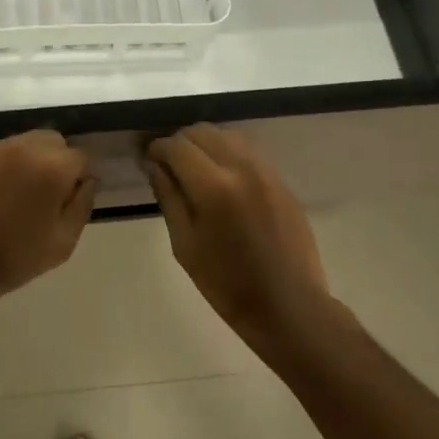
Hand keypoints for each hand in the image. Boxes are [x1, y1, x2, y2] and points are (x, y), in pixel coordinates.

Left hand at [0, 130, 96, 317]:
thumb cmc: (10, 260)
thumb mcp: (62, 244)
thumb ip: (82, 205)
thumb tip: (86, 181)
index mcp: (50, 166)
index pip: (79, 157)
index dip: (77, 179)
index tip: (67, 202)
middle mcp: (20, 147)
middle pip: (50, 141)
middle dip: (53, 162)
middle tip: (42, 197)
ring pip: (18, 145)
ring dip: (23, 163)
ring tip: (10, 199)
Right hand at [144, 124, 330, 341]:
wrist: (288, 306)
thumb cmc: (227, 284)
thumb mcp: (185, 245)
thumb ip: (169, 197)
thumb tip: (155, 165)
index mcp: (214, 187)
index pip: (177, 146)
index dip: (158, 149)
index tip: (149, 161)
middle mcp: (242, 168)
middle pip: (203, 132)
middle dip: (180, 143)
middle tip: (169, 166)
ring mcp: (267, 172)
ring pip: (228, 136)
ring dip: (206, 144)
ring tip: (195, 170)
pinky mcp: (282, 182)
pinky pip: (249, 152)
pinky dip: (228, 154)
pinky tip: (222, 180)